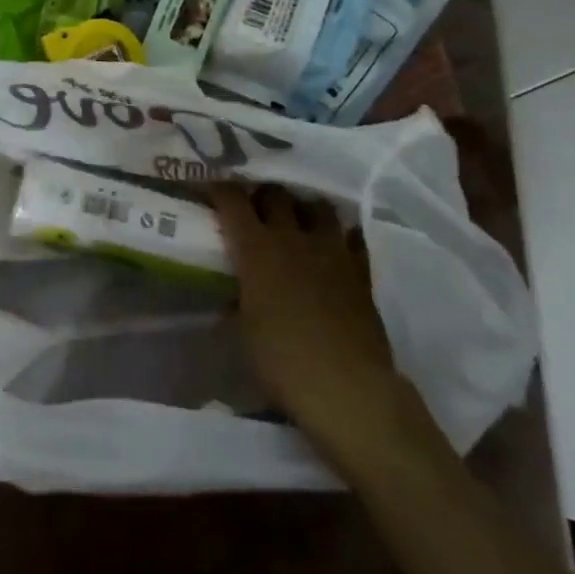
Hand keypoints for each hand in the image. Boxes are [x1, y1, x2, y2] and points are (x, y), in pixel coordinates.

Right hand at [210, 184, 399, 445]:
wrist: (347, 387)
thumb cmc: (282, 361)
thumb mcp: (244, 331)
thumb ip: (236, 301)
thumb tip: (231, 295)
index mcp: (257, 248)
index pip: (232, 200)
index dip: (221, 188)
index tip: (213, 186)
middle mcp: (293, 238)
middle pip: (276, 194)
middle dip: (262, 194)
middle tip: (254, 205)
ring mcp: (332, 250)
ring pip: (318, 206)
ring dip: (304, 208)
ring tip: (297, 218)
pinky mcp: (361, 270)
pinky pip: (353, 237)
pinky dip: (342, 235)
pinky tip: (336, 244)